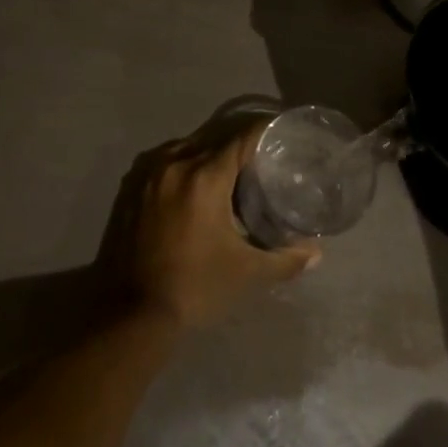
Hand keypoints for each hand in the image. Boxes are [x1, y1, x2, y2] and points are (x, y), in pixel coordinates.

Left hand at [101, 124, 320, 331]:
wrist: (132, 315)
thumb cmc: (194, 288)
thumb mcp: (245, 274)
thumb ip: (284, 260)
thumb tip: (316, 254)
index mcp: (204, 176)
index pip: (241, 138)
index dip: (264, 131)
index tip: (281, 134)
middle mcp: (175, 163)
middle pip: (215, 139)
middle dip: (238, 145)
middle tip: (261, 158)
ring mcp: (149, 173)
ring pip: (188, 147)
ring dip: (209, 153)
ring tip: (230, 171)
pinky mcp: (131, 187)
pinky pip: (166, 161)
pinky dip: (184, 164)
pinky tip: (195, 185)